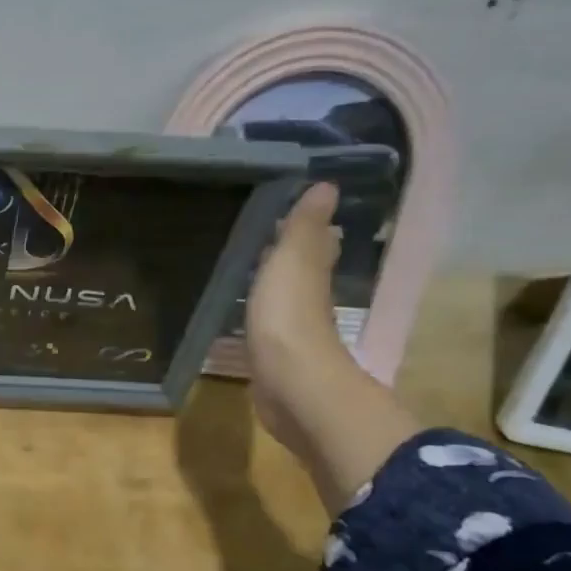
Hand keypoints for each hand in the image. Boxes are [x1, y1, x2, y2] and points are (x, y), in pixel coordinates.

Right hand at [245, 182, 421, 509]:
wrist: (291, 384)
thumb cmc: (290, 317)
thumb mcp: (293, 261)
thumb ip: (303, 227)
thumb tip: (327, 185)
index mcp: (313, 274)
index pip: (316, 244)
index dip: (307, 229)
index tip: (289, 213)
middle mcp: (310, 302)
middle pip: (302, 273)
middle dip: (288, 258)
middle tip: (263, 241)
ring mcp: (293, 334)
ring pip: (283, 302)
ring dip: (271, 289)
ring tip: (246, 274)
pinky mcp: (274, 360)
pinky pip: (266, 330)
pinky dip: (258, 320)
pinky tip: (243, 319)